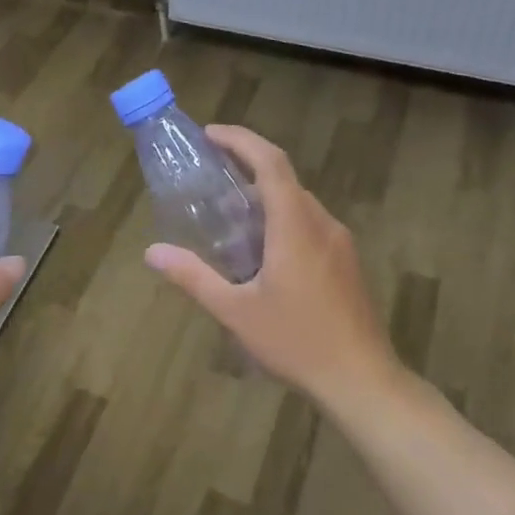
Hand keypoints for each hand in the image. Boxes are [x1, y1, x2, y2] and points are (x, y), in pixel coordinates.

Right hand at [145, 125, 398, 408]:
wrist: (362, 380)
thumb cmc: (296, 341)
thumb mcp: (235, 311)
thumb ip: (193, 277)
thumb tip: (152, 252)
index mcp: (294, 225)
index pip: (270, 162)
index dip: (240, 139)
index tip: (210, 134)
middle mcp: (321, 223)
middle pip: (284, 178)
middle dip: (247, 168)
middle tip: (211, 177)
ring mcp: (340, 242)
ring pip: (299, 202)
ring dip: (265, 197)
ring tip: (230, 218)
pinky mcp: (347, 261)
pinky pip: (310, 224)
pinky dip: (282, 219)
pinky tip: (262, 253)